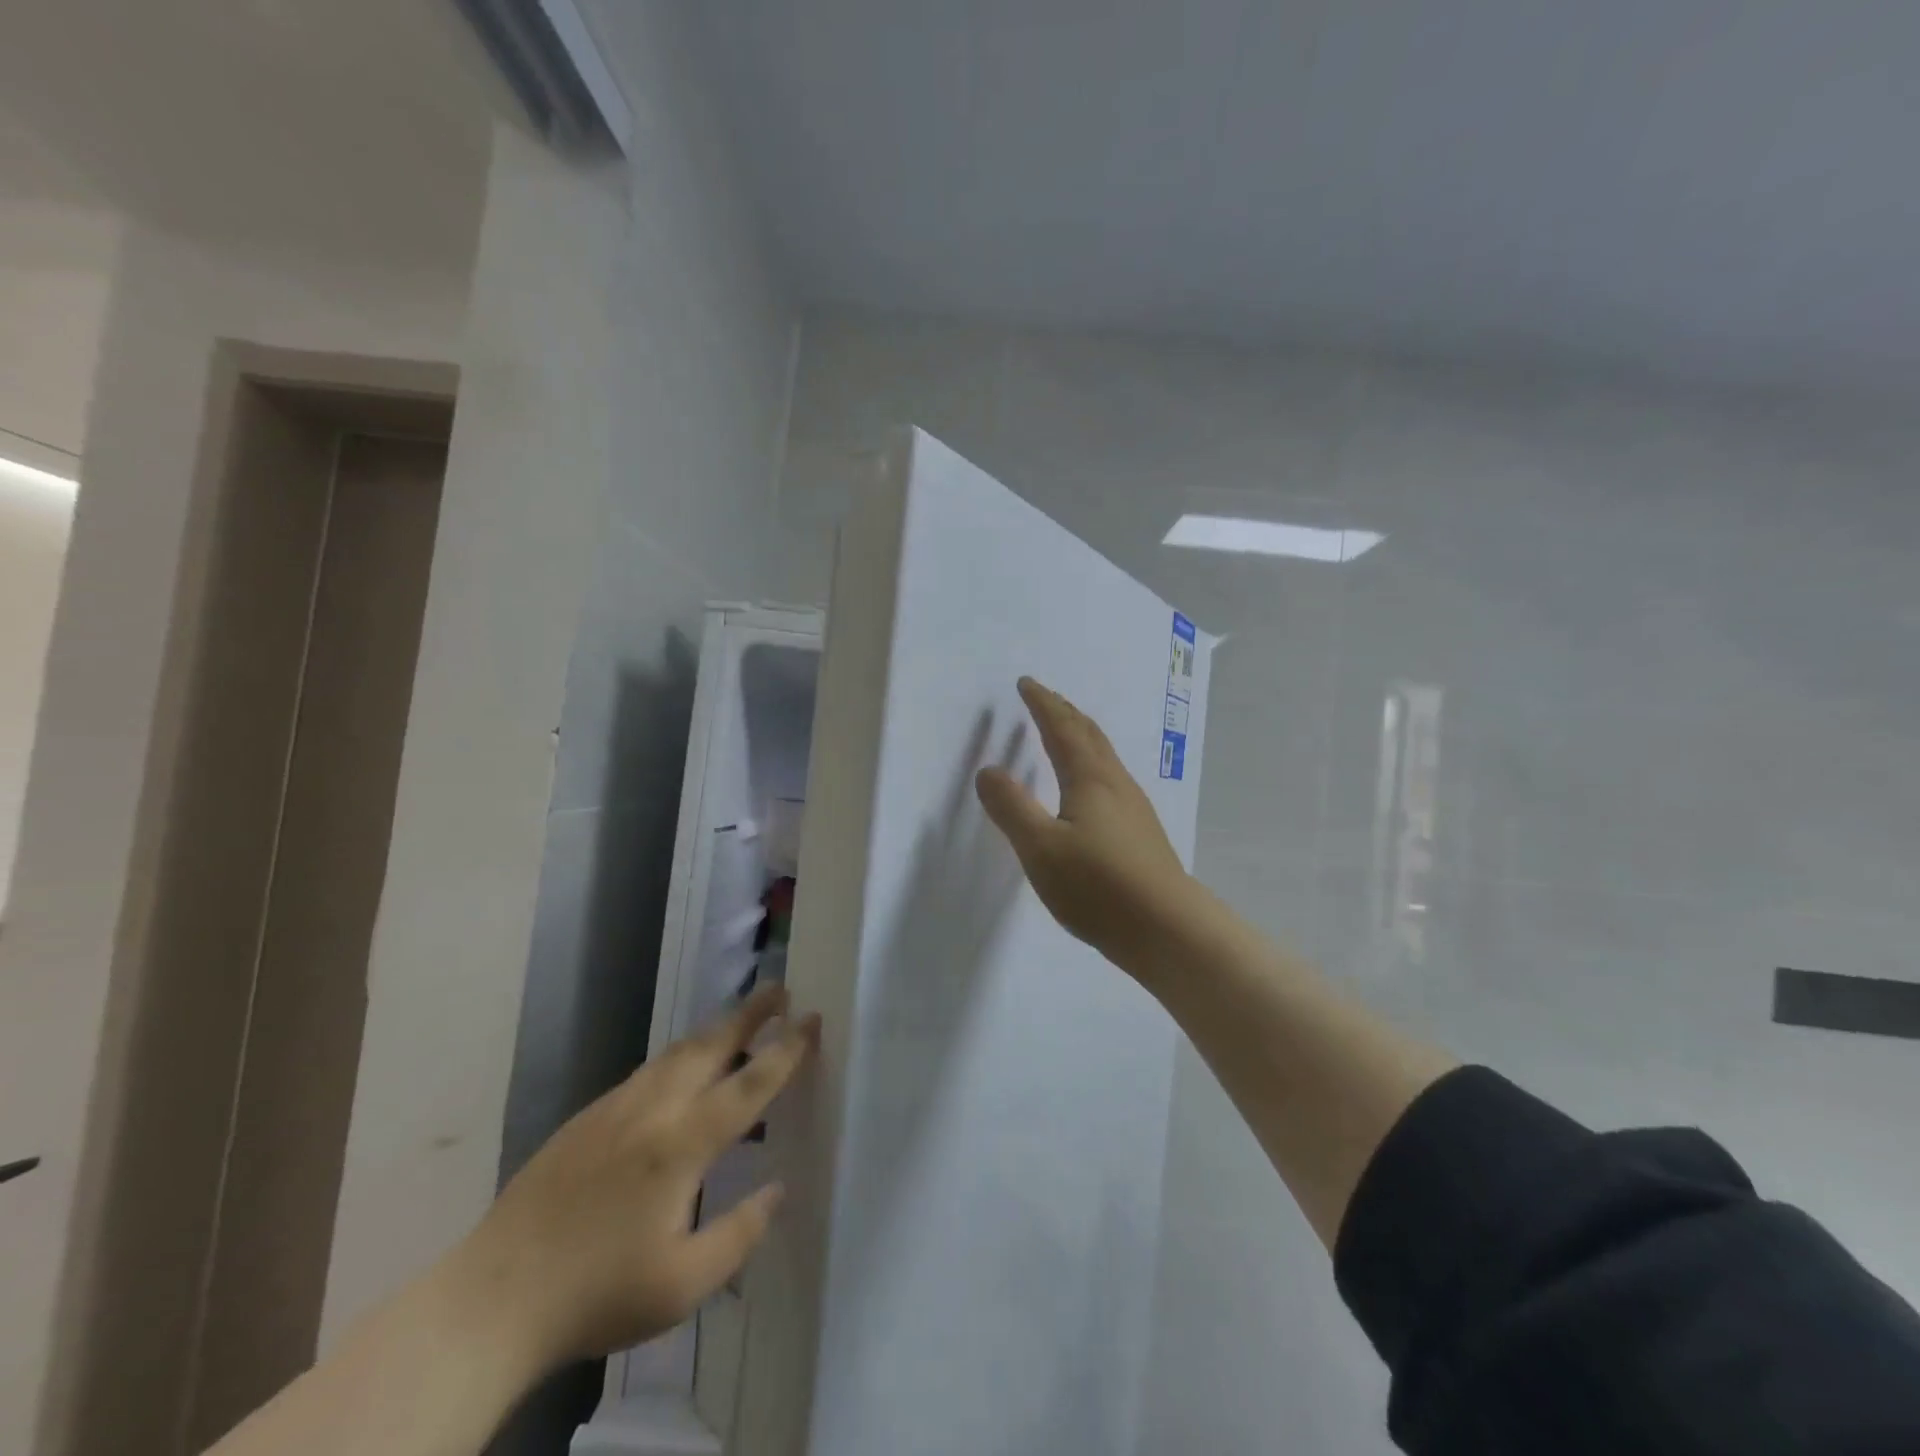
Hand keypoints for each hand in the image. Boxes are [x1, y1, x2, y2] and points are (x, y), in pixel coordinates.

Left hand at [449, 985, 818, 1369]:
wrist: (491, 1301)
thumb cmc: (596, 1294)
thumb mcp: (682, 1285)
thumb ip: (740, 1234)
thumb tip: (777, 1189)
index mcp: (682, 1144)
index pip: (749, 1084)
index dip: (786, 1051)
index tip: (811, 1019)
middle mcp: (652, 1109)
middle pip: (711, 1044)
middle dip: (750, 1013)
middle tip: (779, 989)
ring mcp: (614, 1108)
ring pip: (675, 1052)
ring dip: (714, 1031)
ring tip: (740, 1020)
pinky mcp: (586, 1118)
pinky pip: (647, 1071)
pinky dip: (679, 1056)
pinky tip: (682, 1071)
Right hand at [975, 677, 1200, 975]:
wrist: (1166, 929)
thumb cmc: (1098, 886)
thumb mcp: (1041, 848)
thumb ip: (1011, 808)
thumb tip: (988, 770)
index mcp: (1090, 779)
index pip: (1062, 729)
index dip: (1043, 704)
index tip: (1026, 684)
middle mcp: (1115, 783)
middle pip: (1089, 734)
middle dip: (1064, 711)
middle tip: (1044, 697)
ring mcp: (1133, 807)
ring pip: (1104, 756)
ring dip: (1081, 734)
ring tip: (1065, 732)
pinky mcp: (1140, 832)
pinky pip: (1110, 777)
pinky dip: (1091, 761)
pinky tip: (1091, 786)